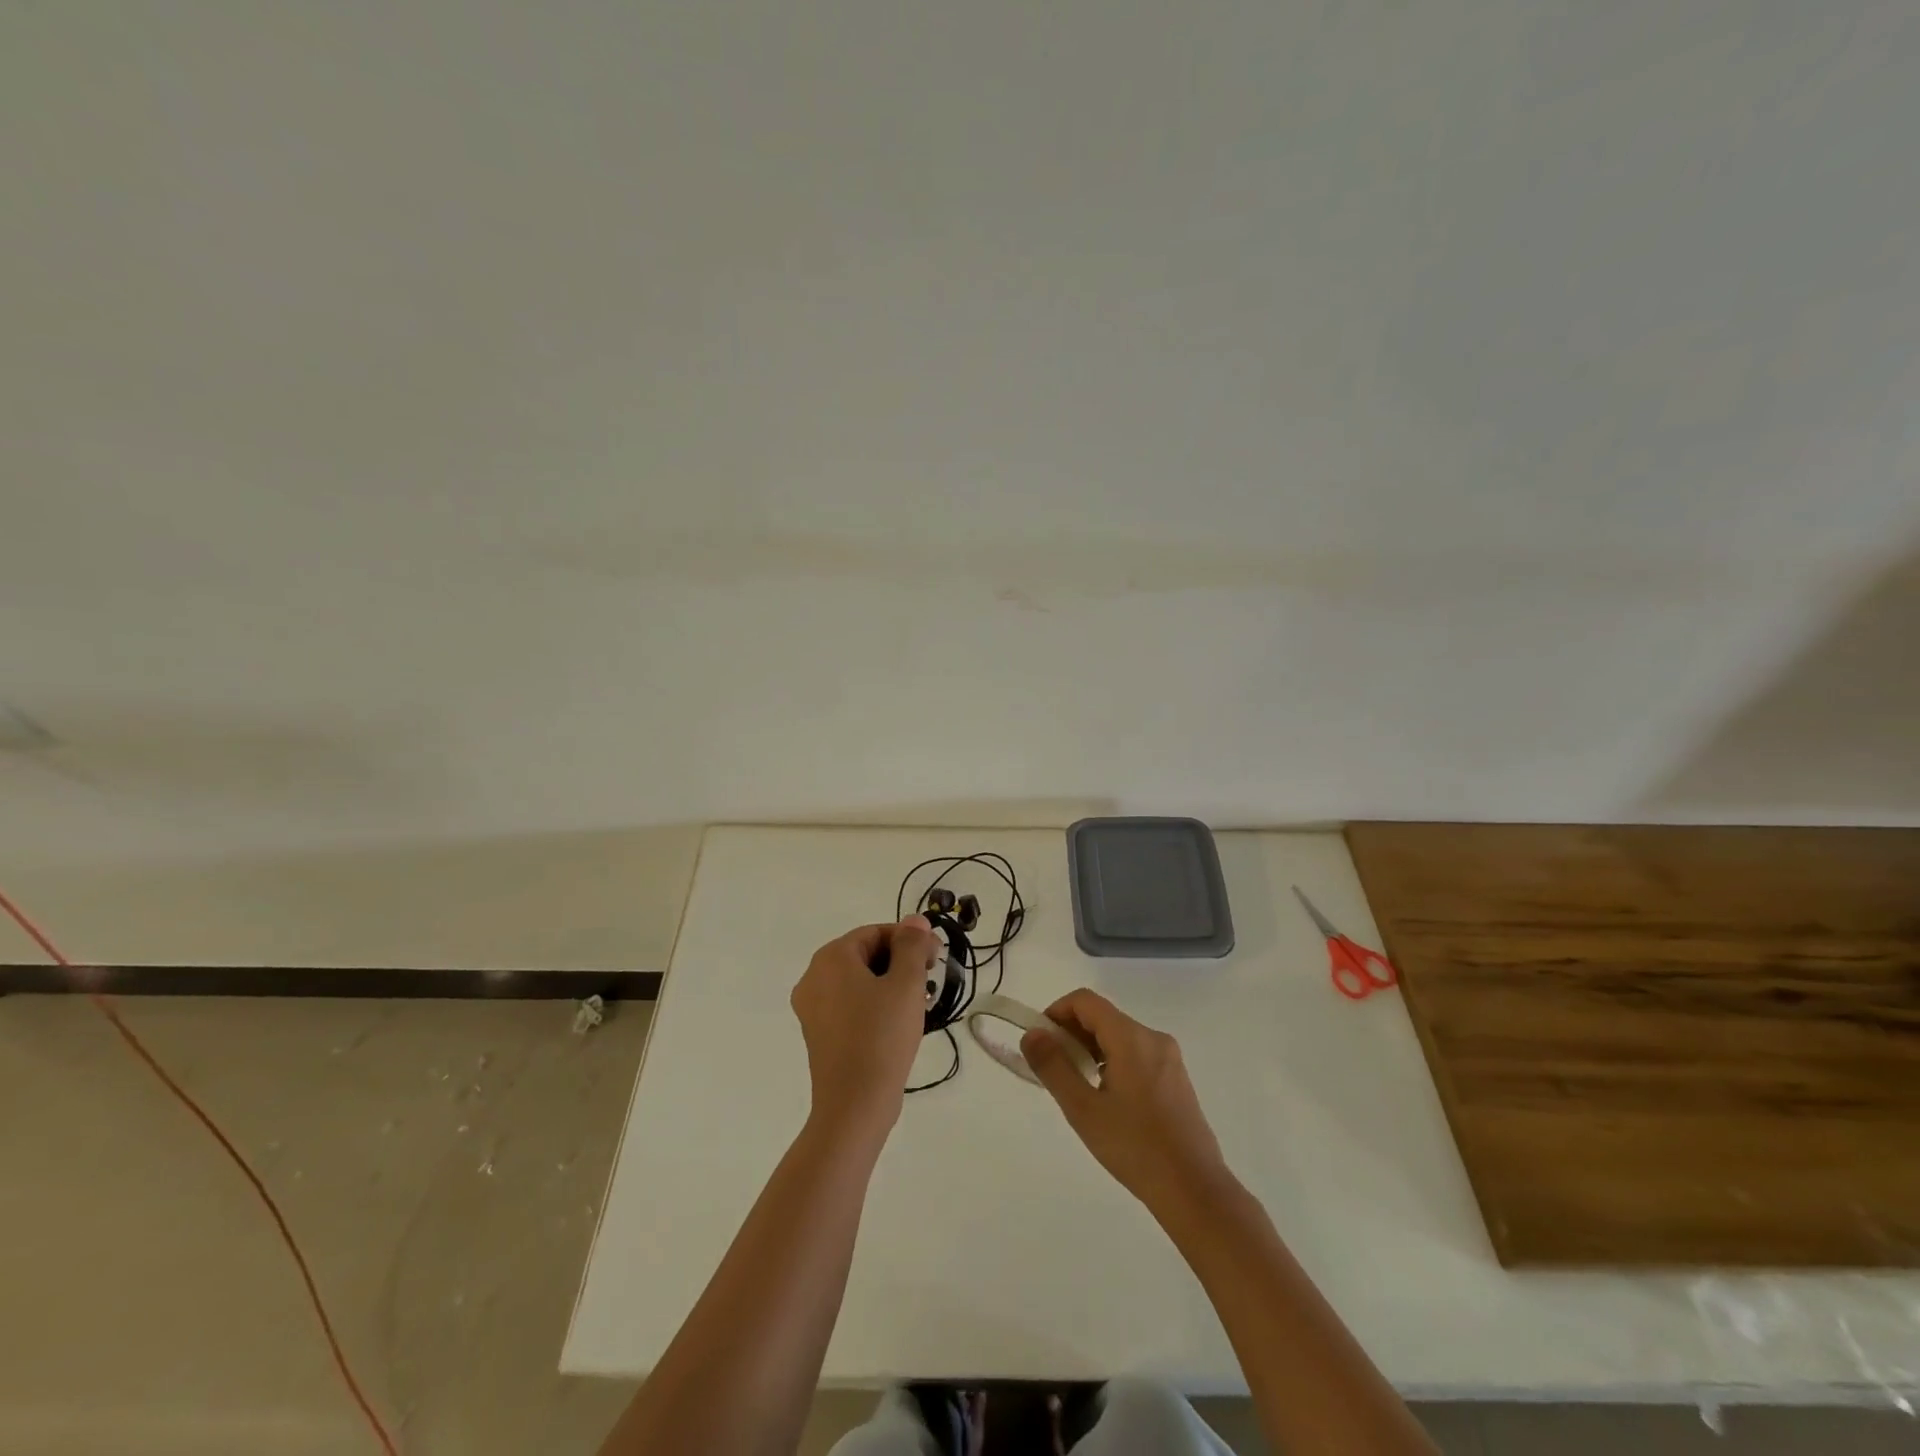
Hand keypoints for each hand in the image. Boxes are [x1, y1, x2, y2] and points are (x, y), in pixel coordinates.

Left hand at [791, 917, 938, 1142]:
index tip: (936, 959)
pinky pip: (851, 1004)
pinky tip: (898, 1022)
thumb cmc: (881, 1037)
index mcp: (831, 958)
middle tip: (931, 980)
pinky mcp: (819, 1033)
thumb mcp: (906, 984)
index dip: (910, 940)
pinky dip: (875, 1004)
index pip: (876, 932)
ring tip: (919, 1003)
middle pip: (865, 954)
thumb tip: (914, 920)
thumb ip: (912, 945)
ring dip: (891, 983)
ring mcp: (813, 1008)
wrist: (854, 1106)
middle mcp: (814, 977)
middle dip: (901, 961)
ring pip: (860, 980)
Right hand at [1021, 989, 1232, 1219]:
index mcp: (1131, 1038)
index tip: (1041, 1042)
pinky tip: (1106, 1100)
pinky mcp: (1176, 1079)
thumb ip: (1053, 1066)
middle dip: (1072, 1034)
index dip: (1056, 1012)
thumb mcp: (1083, 1109)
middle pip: (1103, 1017)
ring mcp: (1169, 1058)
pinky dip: (1112, 1062)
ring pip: (1119, 1037)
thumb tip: (1032, 1034)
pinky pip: (1136, 1055)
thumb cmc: (1135, 1148)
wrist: (1195, 1190)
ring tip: (1077, 1088)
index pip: (1085, 1001)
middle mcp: (1153, 1038)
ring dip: (1091, 1050)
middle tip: (1053, 1069)